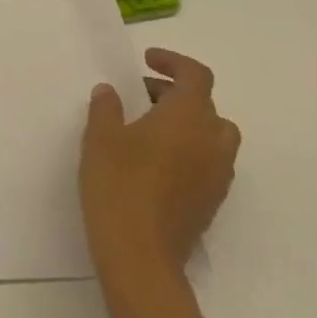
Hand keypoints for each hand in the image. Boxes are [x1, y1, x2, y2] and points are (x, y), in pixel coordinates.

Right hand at [79, 49, 240, 301]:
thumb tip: (111, 92)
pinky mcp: (212, 202)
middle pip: (208, 105)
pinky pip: (209, 162)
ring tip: (148, 129)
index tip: (146, 60)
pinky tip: (155, 163)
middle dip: (177, 94)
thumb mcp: (100, 137)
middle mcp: (211, 142)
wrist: (140, 256)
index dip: (173, 62)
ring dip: (187, 124)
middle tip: (141, 96)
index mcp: (187, 118)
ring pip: (213, 136)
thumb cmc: (118, 185)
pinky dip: (189, 151)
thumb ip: (106, 108)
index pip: (196, 76)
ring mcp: (216, 176)